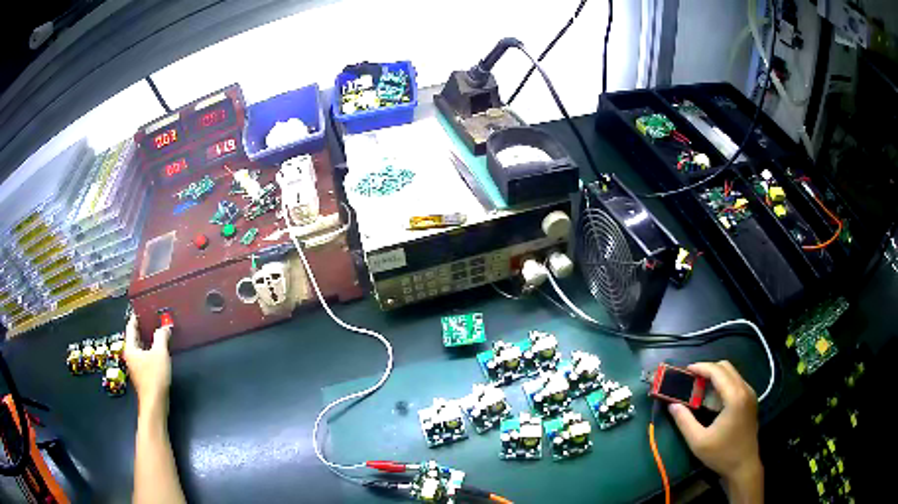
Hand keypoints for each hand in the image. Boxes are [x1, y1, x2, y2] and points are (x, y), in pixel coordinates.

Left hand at [125, 314, 172, 413]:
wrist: (155, 403)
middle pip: (134, 337)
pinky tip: (158, 351)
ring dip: (147, 340)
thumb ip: (161, 337)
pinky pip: (144, 357)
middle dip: (142, 328)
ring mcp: (135, 366)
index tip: (142, 308)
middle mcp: (130, 355)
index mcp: (130, 347)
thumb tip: (165, 326)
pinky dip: (149, 350)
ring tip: (156, 332)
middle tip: (151, 318)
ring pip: (140, 348)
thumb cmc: (154, 376)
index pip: (131, 327)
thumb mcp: (160, 353)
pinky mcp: (142, 375)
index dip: (136, 317)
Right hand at [668, 361, 761, 497]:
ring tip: (699, 387)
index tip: (685, 370)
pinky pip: (736, 382)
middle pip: (726, 367)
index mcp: (734, 397)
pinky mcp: (751, 400)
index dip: (701, 367)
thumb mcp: (698, 442)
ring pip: (732, 373)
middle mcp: (745, 390)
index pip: (718, 371)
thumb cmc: (721, 454)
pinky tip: (713, 398)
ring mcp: (750, 394)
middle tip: (691, 379)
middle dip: (708, 369)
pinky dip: (723, 383)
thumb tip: (672, 405)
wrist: (744, 465)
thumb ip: (684, 421)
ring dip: (716, 376)